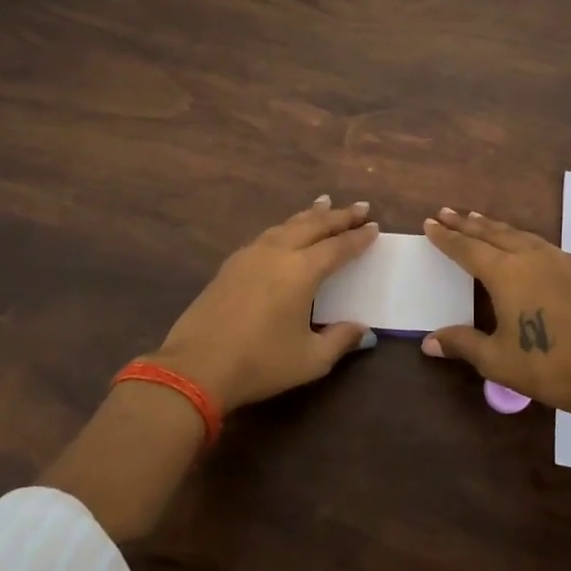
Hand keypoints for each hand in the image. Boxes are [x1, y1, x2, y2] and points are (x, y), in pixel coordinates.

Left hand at [144, 196, 379, 412]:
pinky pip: (267, 234)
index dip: (358, 237)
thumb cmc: (260, 363)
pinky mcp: (230, 265)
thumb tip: (364, 330)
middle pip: (313, 226)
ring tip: (324, 203)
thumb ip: (340, 340)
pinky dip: (285, 226)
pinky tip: (285, 231)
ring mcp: (250, 255)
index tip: (374, 226)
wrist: (196, 367)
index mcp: (301, 271)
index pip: (337, 247)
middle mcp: (277, 253)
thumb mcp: (310, 360)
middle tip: (359, 206)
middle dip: (339, 215)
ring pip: (287, 225)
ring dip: (310, 215)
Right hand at [420, 208, 570, 421]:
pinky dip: (520, 237)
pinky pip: (539, 243)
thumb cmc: (547, 366)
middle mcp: (530, 257)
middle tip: (445, 212)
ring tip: (477, 219)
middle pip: (492, 233)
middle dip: (466, 223)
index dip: (447, 237)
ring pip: (518, 234)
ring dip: (494, 226)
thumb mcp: (497, 359)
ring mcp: (558, 261)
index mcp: (506, 274)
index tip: (429, 223)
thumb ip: (462, 344)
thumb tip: (428, 342)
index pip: (467, 249)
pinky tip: (521, 243)